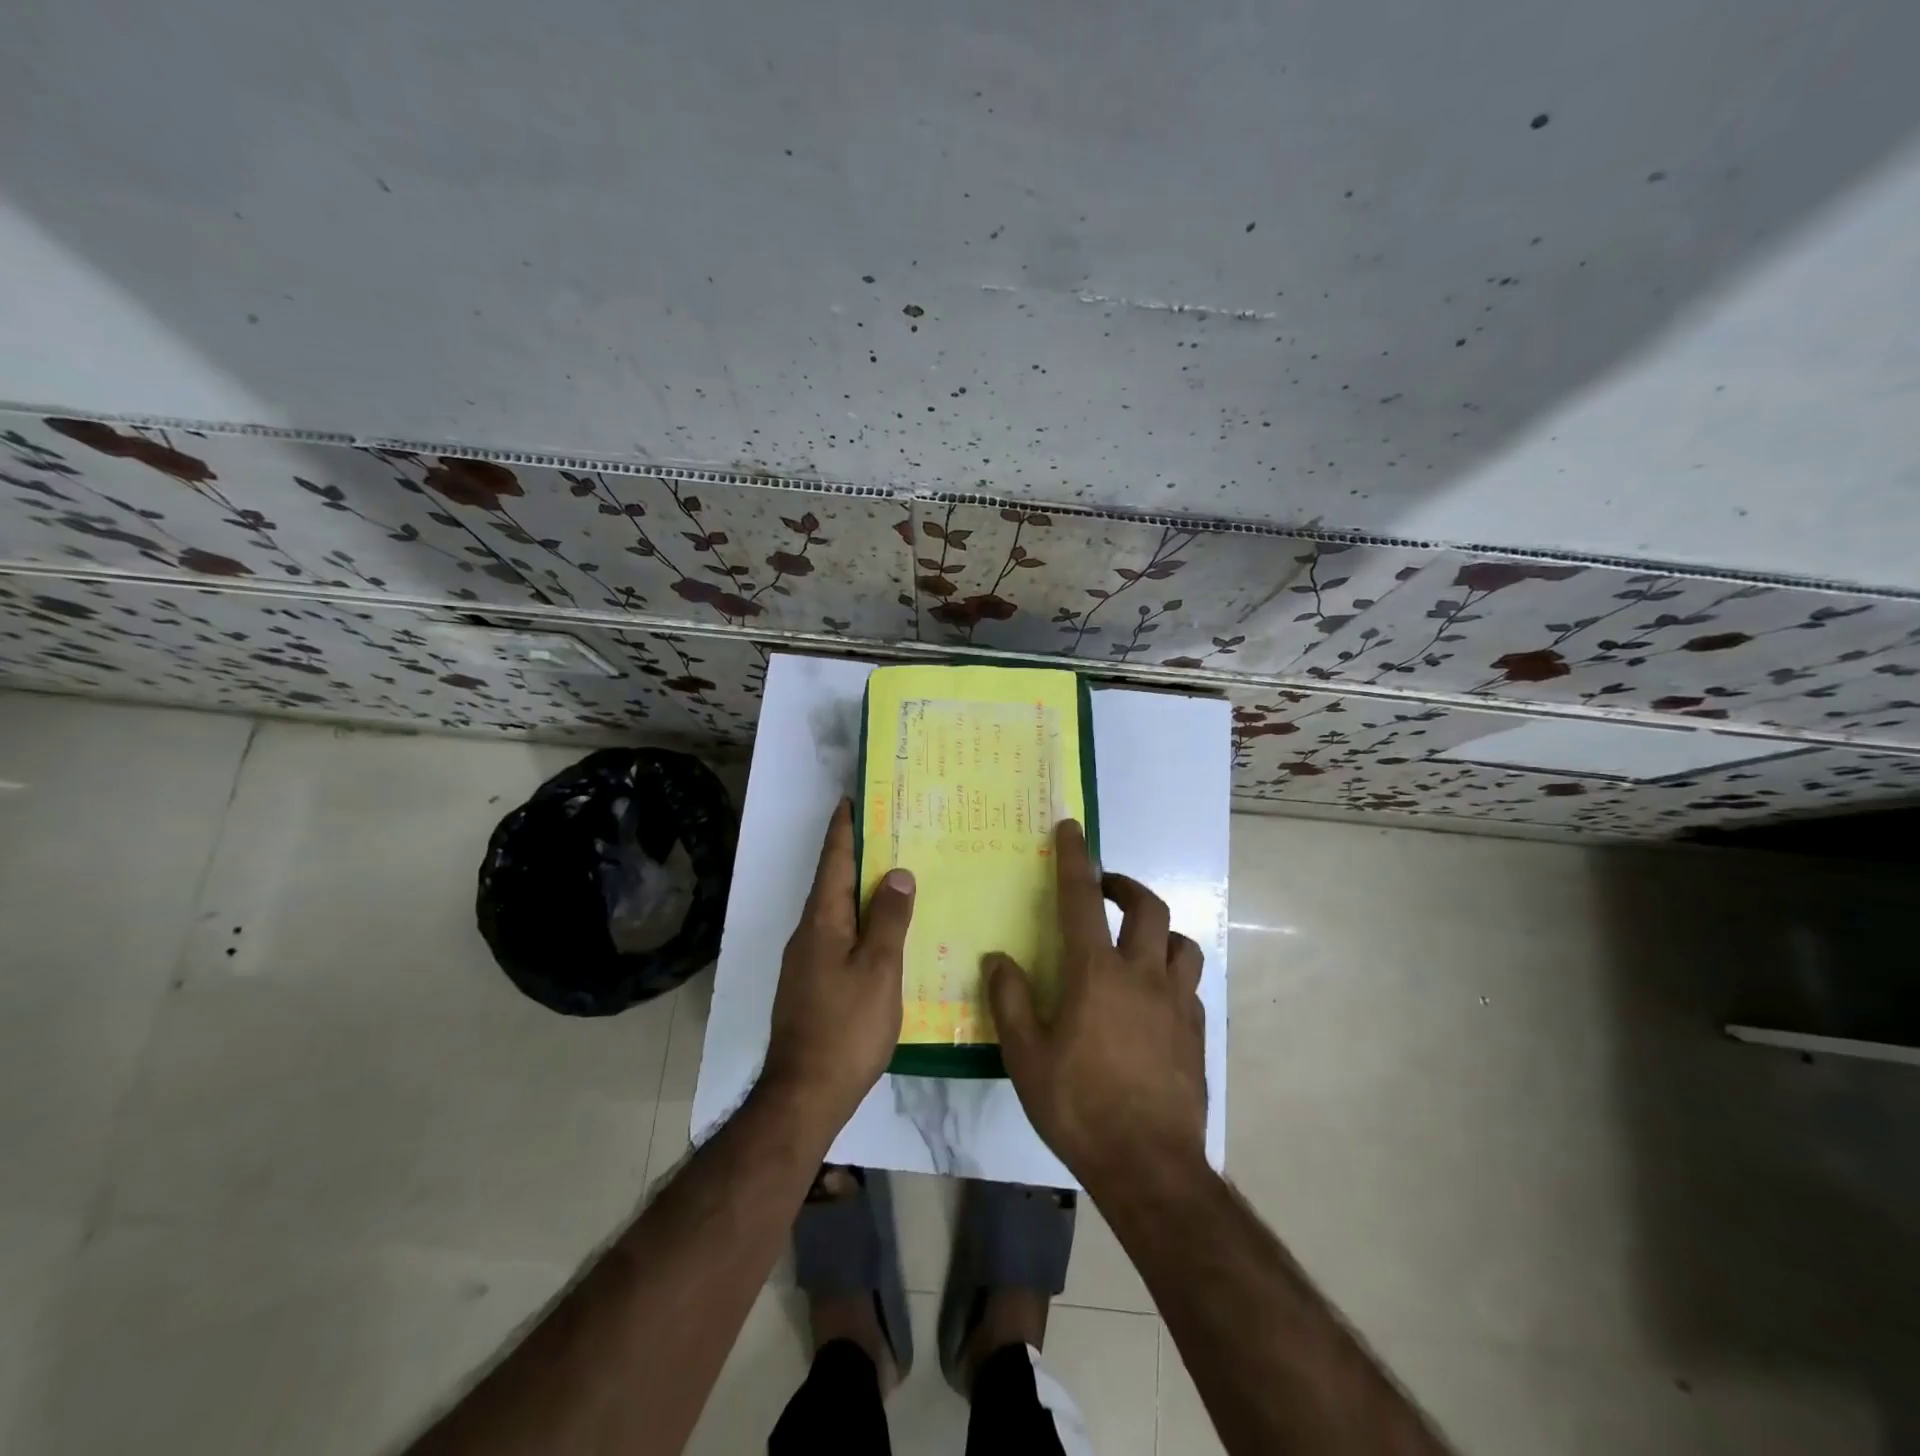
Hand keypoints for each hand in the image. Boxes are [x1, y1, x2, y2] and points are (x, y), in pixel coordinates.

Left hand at [762, 799, 915, 1128]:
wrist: (805, 1094)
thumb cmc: (846, 1027)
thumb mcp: (879, 970)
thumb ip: (889, 920)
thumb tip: (896, 873)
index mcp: (822, 922)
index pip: (833, 861)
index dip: (844, 829)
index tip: (853, 799)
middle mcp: (808, 934)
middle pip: (832, 883)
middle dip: (855, 855)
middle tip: (889, 832)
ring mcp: (806, 962)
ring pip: (836, 912)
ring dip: (859, 889)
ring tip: (894, 877)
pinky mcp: (811, 985)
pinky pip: (838, 937)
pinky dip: (859, 922)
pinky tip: (883, 933)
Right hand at [985, 819, 1207, 1194]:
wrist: (1149, 1165)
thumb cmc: (1079, 1106)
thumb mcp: (1027, 1057)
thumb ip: (1011, 1001)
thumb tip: (998, 959)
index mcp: (1096, 974)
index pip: (1082, 900)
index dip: (1075, 859)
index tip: (1072, 828)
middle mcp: (1142, 975)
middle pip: (1147, 908)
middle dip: (1125, 887)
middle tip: (1106, 890)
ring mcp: (1176, 1003)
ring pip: (1181, 943)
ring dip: (1158, 931)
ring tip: (1136, 942)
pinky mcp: (1197, 1032)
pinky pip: (1188, 986)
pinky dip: (1170, 976)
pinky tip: (1154, 1000)